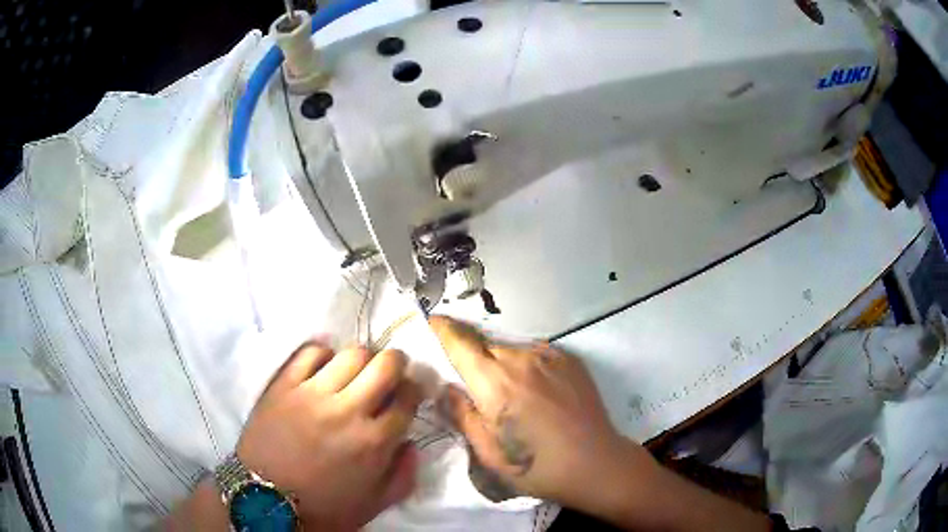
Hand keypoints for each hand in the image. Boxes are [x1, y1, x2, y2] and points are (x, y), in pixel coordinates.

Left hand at [236, 343, 422, 530]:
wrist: (265, 500)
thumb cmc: (323, 507)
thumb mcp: (374, 504)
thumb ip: (403, 477)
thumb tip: (412, 444)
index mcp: (374, 442)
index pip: (407, 398)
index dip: (415, 389)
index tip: (410, 391)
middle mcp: (348, 411)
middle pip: (385, 365)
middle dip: (397, 362)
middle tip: (391, 370)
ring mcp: (313, 394)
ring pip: (351, 353)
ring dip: (362, 358)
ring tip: (356, 371)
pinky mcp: (284, 385)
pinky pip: (310, 352)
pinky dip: (324, 354)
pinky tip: (324, 368)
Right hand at [429, 316, 654, 510]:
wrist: (596, 463)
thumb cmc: (536, 467)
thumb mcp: (488, 453)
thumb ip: (462, 415)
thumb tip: (445, 387)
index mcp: (495, 383)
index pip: (460, 343)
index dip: (443, 329)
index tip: (432, 321)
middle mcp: (520, 359)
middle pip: (484, 346)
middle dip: (473, 358)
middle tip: (475, 384)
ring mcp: (548, 356)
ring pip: (510, 350)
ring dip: (501, 364)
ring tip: (511, 394)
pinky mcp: (569, 359)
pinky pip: (535, 354)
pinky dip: (526, 366)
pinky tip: (536, 392)